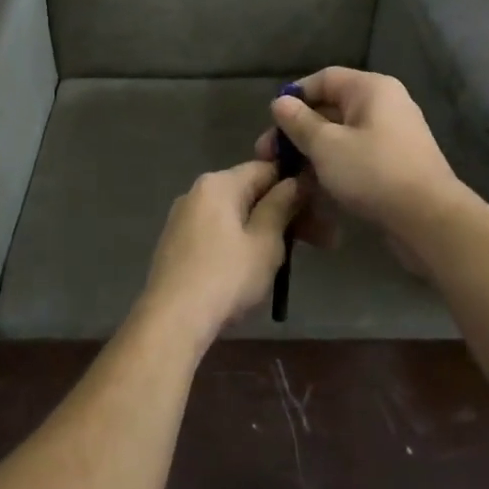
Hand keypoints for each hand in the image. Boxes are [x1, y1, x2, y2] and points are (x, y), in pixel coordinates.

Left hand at [136, 160, 302, 347]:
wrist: (172, 320)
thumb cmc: (226, 277)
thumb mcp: (265, 242)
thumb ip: (281, 206)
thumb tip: (294, 181)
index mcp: (218, 184)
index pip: (265, 168)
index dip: (294, 185)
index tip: (316, 210)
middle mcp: (196, 193)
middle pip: (248, 192)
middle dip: (281, 213)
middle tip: (313, 241)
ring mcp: (182, 219)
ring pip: (233, 215)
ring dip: (261, 230)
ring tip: (285, 260)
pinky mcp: (176, 244)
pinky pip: (216, 233)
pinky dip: (237, 243)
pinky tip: (250, 269)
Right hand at [255, 68, 463, 251]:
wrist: (429, 220)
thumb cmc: (373, 172)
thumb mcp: (326, 145)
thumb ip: (299, 122)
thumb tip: (280, 102)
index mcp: (371, 89)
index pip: (324, 79)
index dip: (294, 96)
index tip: (271, 122)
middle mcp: (384, 106)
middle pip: (330, 109)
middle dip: (296, 131)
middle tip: (268, 156)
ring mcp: (390, 137)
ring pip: (340, 137)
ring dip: (310, 154)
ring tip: (284, 176)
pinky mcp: (392, 166)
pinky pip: (354, 158)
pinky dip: (331, 168)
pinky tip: (310, 190)